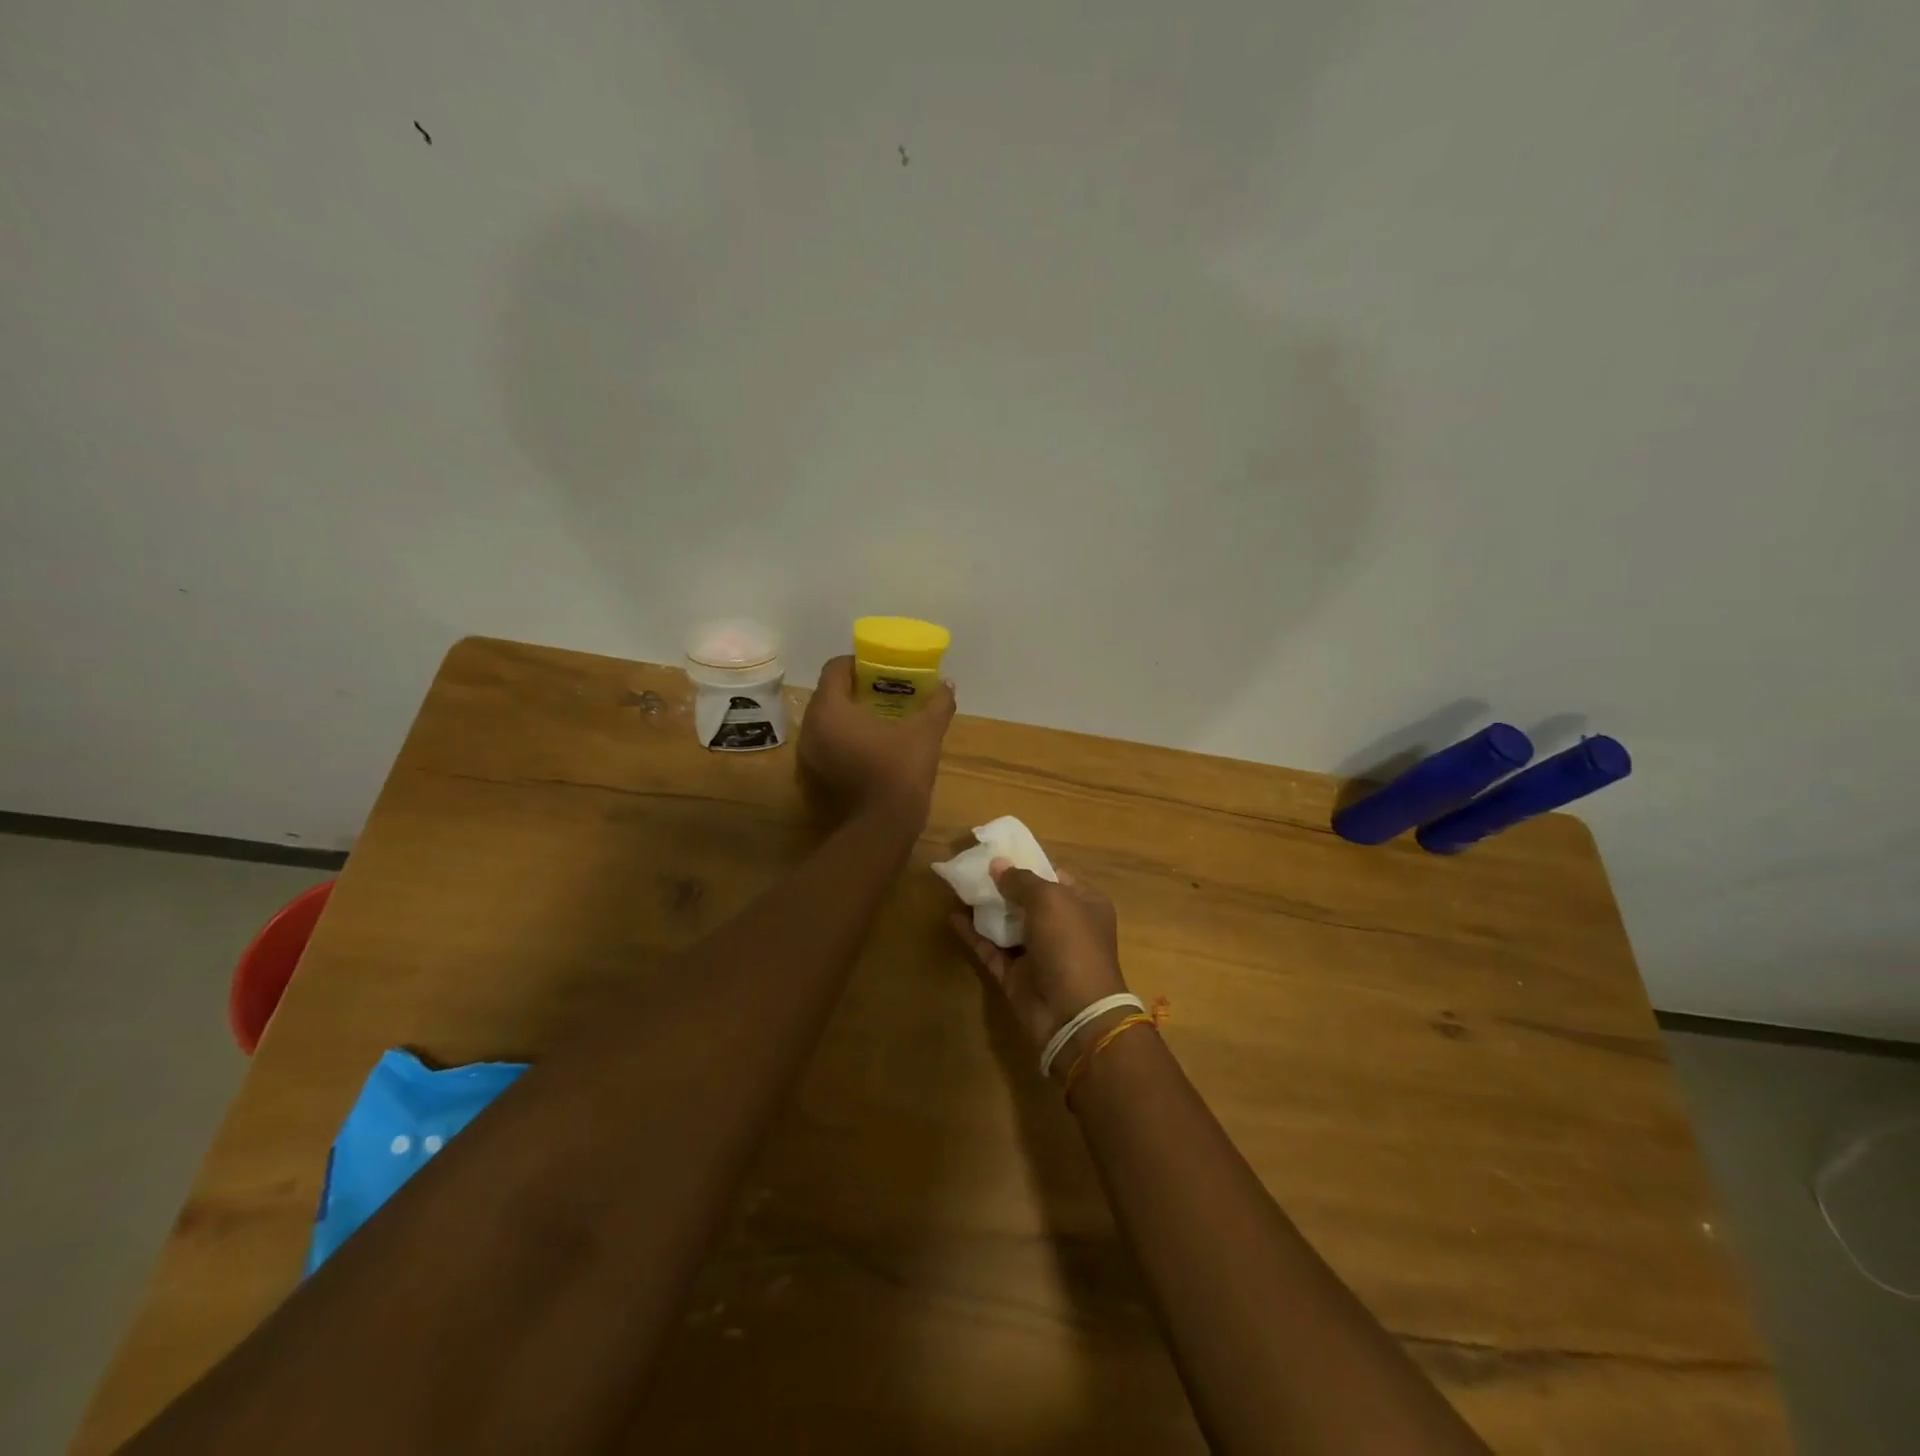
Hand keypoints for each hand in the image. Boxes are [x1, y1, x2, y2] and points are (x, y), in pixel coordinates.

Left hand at [798, 655, 955, 828]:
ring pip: (826, 720)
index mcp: (830, 709)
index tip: (881, 669)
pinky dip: (844, 737)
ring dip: (848, 714)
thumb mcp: (925, 733)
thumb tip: (948, 684)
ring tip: (879, 717)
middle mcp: (810, 728)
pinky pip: (826, 743)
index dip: (858, 663)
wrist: (883, 828)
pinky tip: (870, 744)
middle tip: (884, 691)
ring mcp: (808, 755)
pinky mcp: (814, 776)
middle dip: (855, 689)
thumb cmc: (900, 771)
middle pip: (829, 694)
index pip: (835, 669)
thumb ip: (937, 704)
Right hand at [952, 860, 1129, 1068]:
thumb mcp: (1050, 900)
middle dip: (1001, 885)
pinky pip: (992, 949)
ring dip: (986, 907)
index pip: (1054, 875)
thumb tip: (997, 864)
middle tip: (971, 867)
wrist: (1073, 1014)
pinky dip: (974, 934)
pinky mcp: (1016, 976)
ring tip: (958, 886)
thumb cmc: (1070, 944)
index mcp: (1084, 904)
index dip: (1027, 863)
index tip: (997, 852)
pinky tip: (953, 917)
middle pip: (1028, 900)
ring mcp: (1039, 953)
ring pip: (1007, 924)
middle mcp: (1063, 927)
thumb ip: (1022, 880)